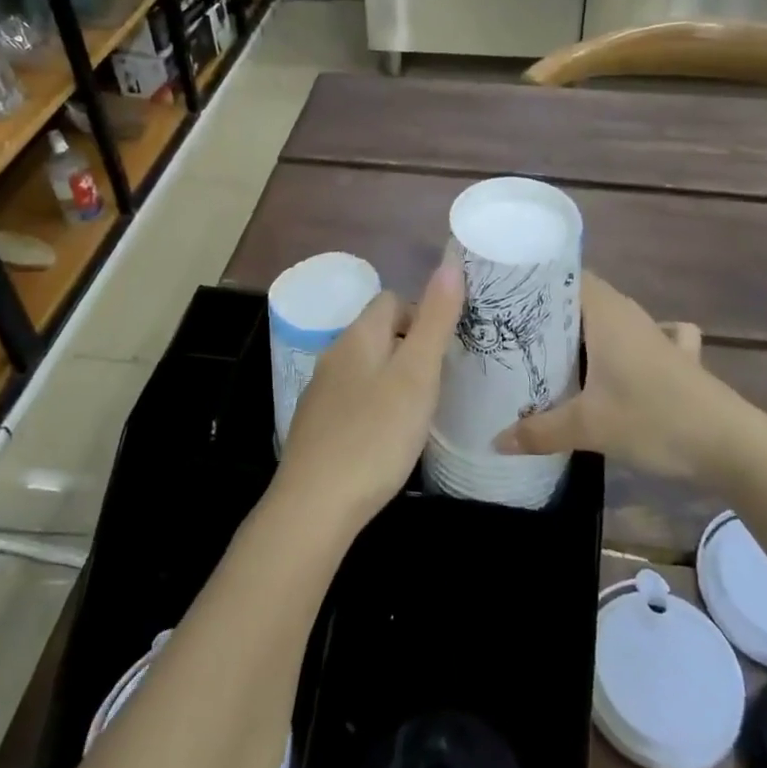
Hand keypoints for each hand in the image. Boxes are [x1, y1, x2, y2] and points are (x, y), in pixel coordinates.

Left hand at [274, 260, 463, 533]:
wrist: (316, 505)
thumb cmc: (375, 435)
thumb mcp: (417, 374)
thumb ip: (436, 320)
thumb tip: (450, 262)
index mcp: (358, 336)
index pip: (392, 300)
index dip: (423, 314)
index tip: (447, 348)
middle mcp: (335, 355)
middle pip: (379, 332)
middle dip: (411, 346)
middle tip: (441, 380)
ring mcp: (322, 392)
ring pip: (366, 367)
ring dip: (394, 377)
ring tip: (421, 408)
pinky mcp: (318, 426)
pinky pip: (354, 398)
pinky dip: (376, 405)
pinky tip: (388, 436)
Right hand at [493, 272, 746, 478]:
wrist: (731, 444)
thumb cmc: (654, 419)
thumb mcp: (588, 428)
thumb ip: (539, 432)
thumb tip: (496, 440)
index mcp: (607, 314)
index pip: (567, 275)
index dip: (537, 280)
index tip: (506, 296)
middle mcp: (631, 315)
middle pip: (585, 297)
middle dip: (552, 310)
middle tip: (515, 330)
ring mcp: (658, 335)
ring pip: (612, 318)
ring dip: (585, 330)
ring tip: (551, 348)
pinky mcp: (678, 358)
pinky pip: (645, 338)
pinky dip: (628, 343)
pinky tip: (621, 362)